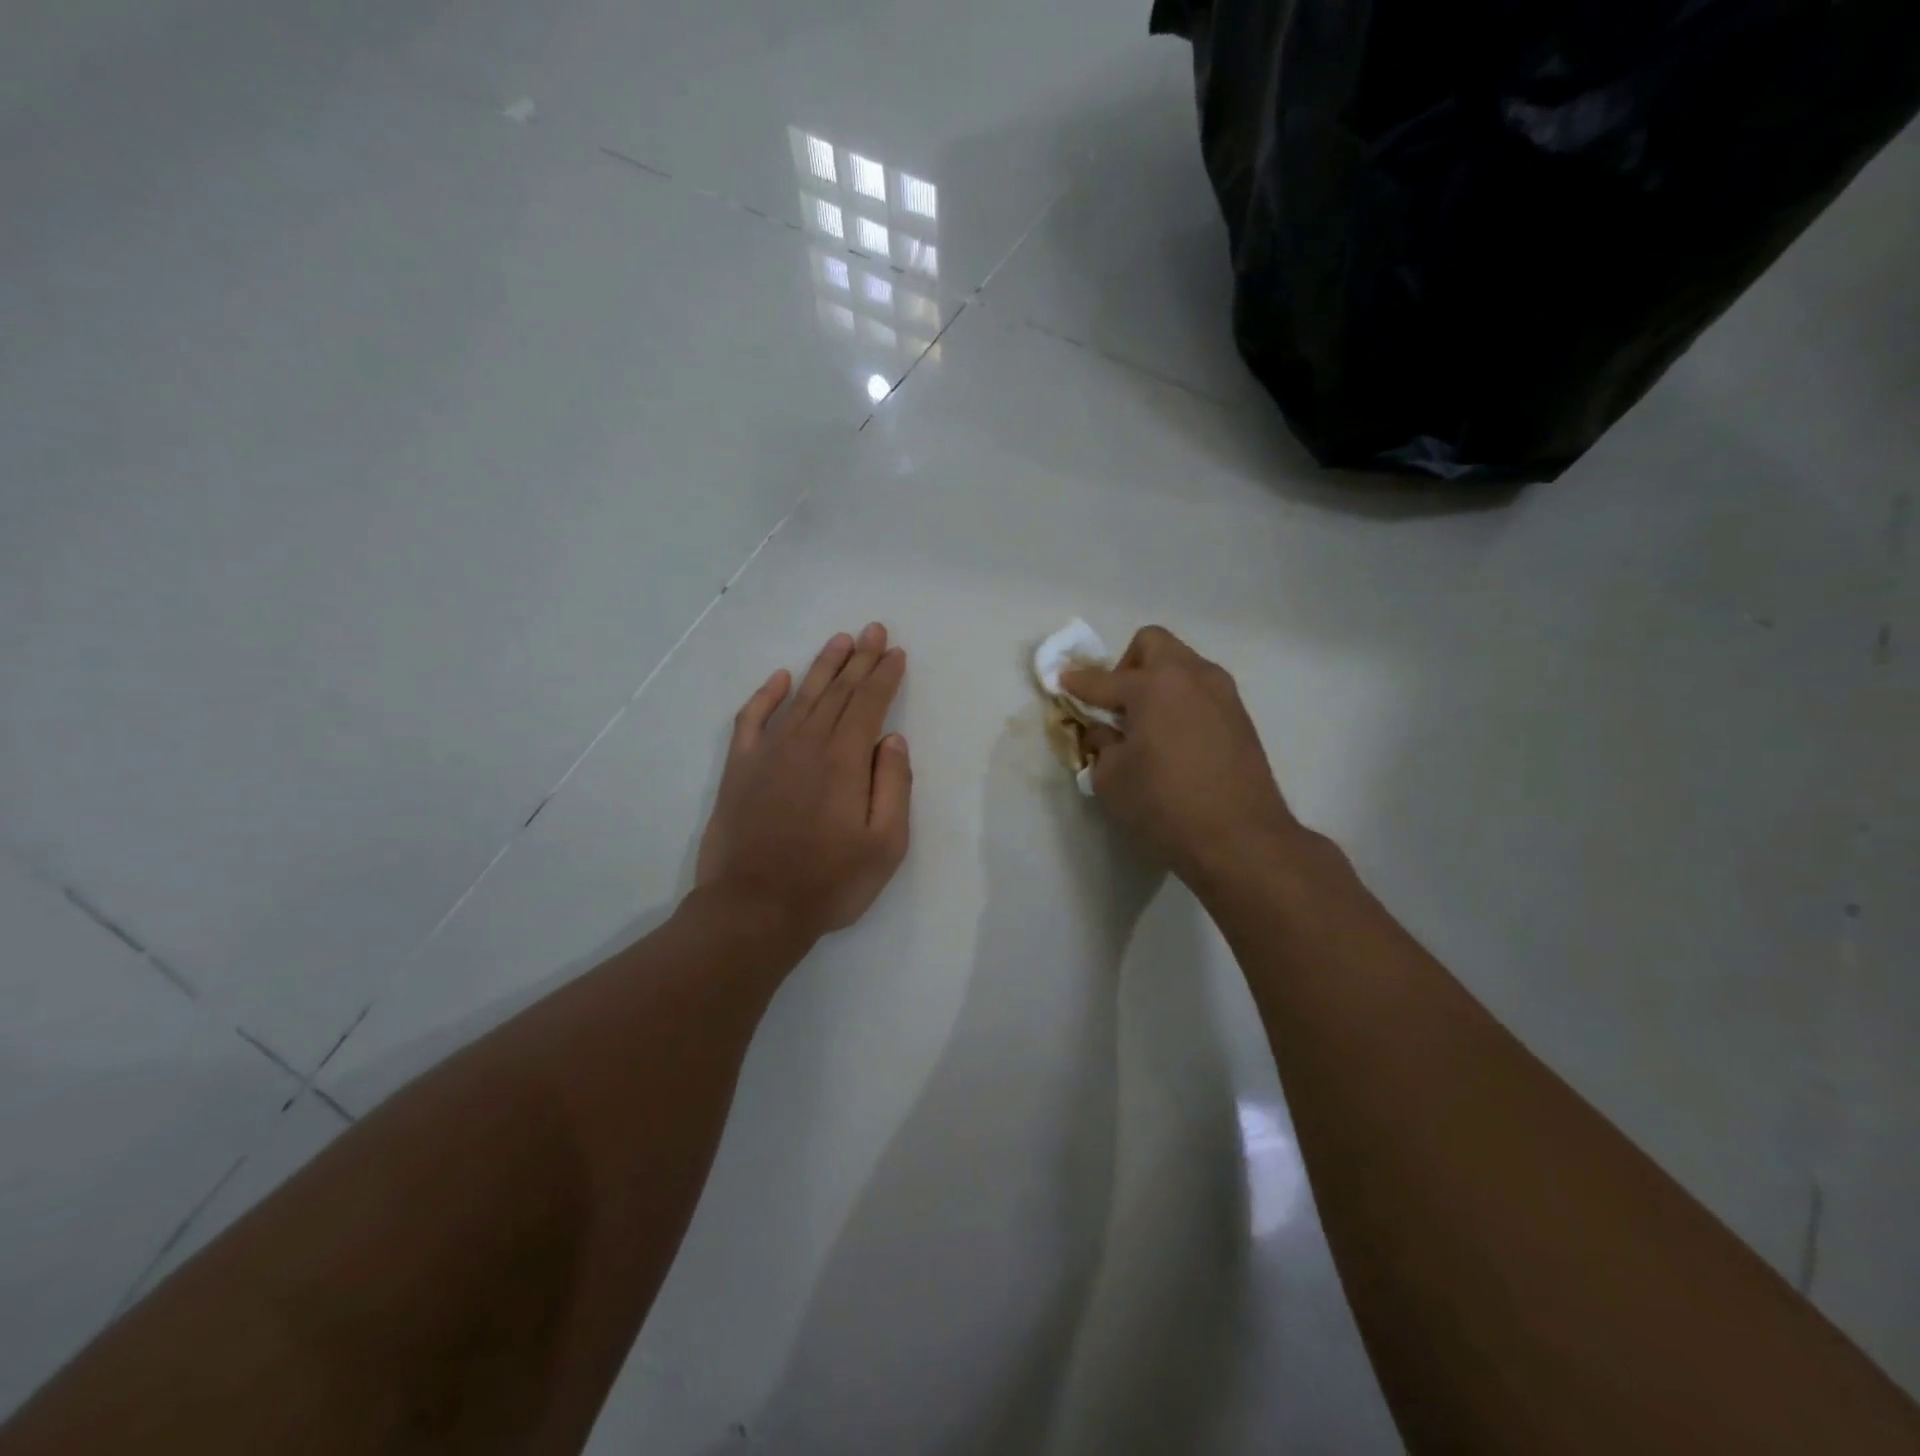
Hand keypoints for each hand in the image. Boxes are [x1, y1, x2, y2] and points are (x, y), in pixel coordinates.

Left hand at [696, 623, 911, 944]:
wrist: (753, 909)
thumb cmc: (828, 883)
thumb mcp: (885, 845)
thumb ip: (893, 786)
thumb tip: (892, 739)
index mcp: (844, 761)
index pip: (869, 704)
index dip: (884, 676)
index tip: (896, 652)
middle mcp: (806, 744)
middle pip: (838, 692)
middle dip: (859, 659)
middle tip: (874, 630)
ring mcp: (768, 754)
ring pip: (801, 697)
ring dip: (822, 666)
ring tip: (839, 641)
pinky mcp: (739, 769)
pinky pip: (752, 719)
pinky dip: (766, 695)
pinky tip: (780, 678)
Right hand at [1063, 626, 1299, 889]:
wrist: (1240, 837)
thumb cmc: (1164, 804)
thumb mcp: (1112, 778)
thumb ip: (1100, 743)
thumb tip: (1102, 730)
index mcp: (1154, 685)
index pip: (1102, 679)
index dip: (1077, 683)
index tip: (1062, 682)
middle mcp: (1191, 676)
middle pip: (1152, 644)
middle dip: (1126, 664)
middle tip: (1116, 703)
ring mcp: (1221, 693)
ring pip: (1182, 665)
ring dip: (1158, 681)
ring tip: (1146, 723)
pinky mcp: (1240, 716)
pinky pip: (1200, 690)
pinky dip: (1181, 701)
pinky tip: (1174, 739)